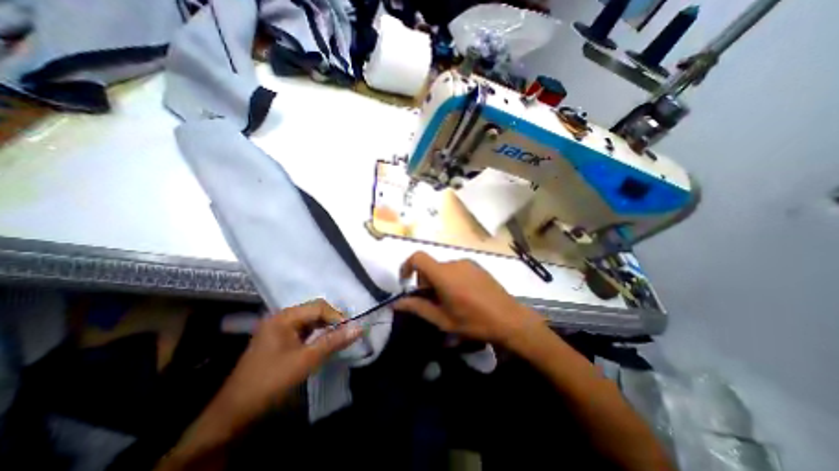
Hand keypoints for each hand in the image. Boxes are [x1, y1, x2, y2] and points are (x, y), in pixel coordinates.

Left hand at [210, 300, 360, 427]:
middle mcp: (281, 318)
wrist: (234, 414)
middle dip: (332, 321)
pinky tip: (323, 343)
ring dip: (325, 328)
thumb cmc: (271, 381)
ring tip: (339, 338)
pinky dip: (316, 335)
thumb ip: (333, 341)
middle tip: (346, 333)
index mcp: (285, 317)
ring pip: (310, 321)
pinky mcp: (279, 341)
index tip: (351, 330)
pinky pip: (303, 331)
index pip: (319, 307)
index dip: (337, 316)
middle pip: (314, 311)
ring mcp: (279, 329)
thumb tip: (359, 328)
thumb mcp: (306, 360)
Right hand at [397, 253, 547, 348]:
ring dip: (439, 281)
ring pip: (443, 268)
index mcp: (444, 275)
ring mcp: (468, 263)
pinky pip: (457, 268)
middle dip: (425, 281)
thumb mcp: (443, 320)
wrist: (510, 319)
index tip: (406, 282)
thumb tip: (396, 304)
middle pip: (431, 266)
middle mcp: (454, 263)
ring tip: (450, 301)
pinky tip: (464, 295)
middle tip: (433, 301)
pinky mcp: (478, 266)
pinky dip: (451, 278)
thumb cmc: (474, 322)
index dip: (407, 266)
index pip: (418, 257)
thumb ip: (418, 308)